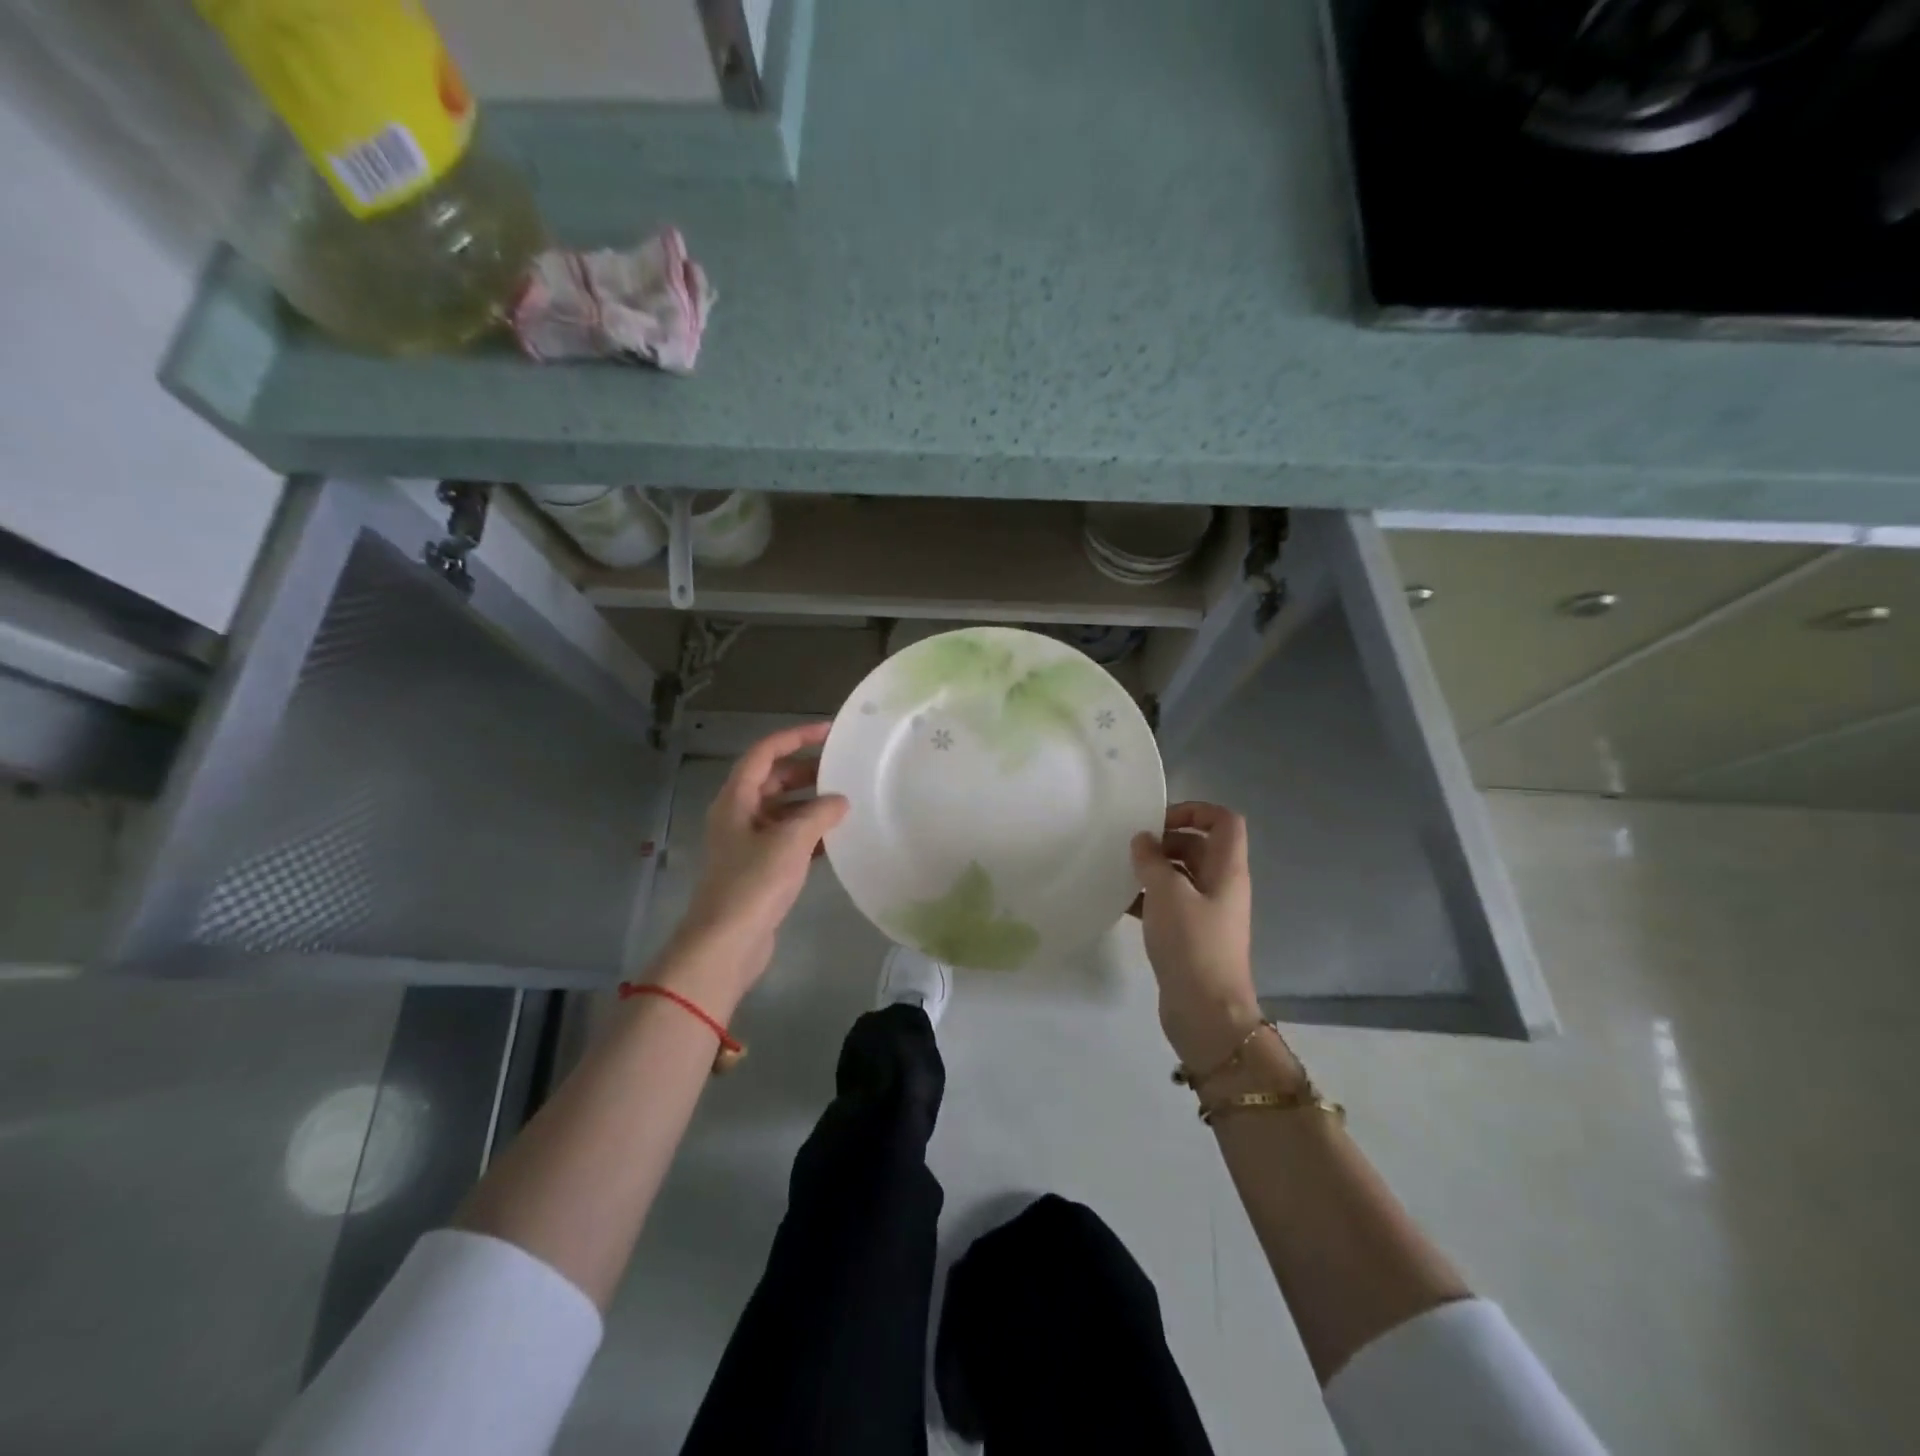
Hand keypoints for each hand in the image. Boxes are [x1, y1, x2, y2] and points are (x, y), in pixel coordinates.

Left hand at [665, 723, 848, 1007]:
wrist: (727, 943)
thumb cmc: (754, 883)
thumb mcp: (791, 841)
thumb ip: (819, 814)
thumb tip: (840, 801)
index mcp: (736, 799)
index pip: (765, 753)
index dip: (795, 736)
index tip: (829, 732)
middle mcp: (738, 815)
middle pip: (773, 780)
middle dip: (806, 772)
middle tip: (842, 769)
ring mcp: (747, 843)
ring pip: (782, 810)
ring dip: (810, 804)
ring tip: (846, 802)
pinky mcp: (759, 869)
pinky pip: (787, 839)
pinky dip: (810, 834)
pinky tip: (837, 839)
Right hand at [1130, 802, 1262, 1069]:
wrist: (1206, 1012)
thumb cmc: (1192, 944)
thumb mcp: (1167, 893)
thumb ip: (1152, 860)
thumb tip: (1143, 840)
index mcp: (1227, 870)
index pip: (1224, 821)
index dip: (1195, 810)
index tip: (1158, 820)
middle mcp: (1221, 886)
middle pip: (1199, 846)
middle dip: (1166, 841)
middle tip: (1131, 847)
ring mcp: (1207, 912)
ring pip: (1181, 876)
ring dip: (1153, 869)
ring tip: (1120, 871)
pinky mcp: (1191, 936)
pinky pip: (1169, 903)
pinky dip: (1148, 897)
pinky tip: (1120, 901)